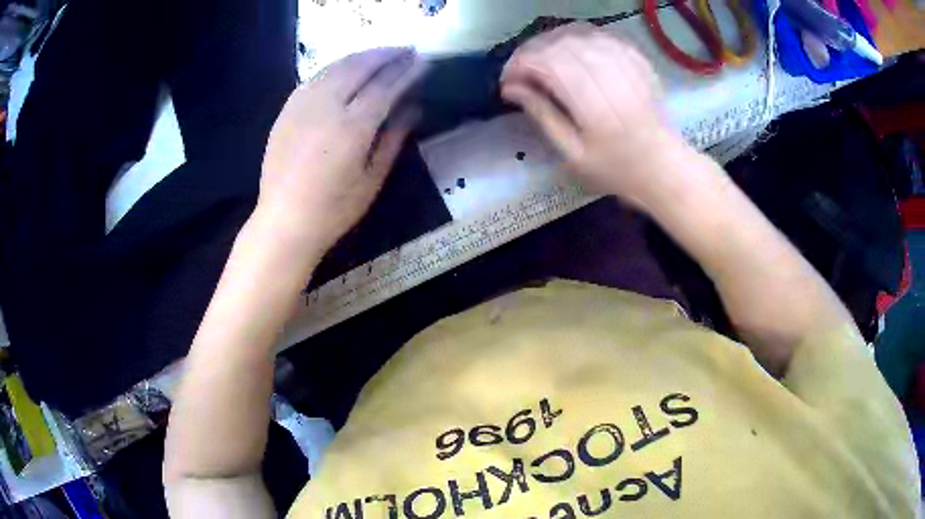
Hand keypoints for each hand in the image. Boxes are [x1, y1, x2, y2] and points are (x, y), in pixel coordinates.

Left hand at [258, 48, 423, 260]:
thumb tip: (412, 108)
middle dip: (386, 54)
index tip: (423, 62)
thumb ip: (393, 138)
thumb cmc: (333, 209)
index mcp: (352, 127)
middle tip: (406, 50)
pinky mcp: (287, 110)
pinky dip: (336, 67)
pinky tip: (346, 69)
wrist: (283, 221)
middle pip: (360, 67)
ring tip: (381, 54)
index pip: (386, 86)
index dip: (407, 71)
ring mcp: (302, 105)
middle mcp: (326, 107)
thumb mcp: (372, 179)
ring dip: (362, 56)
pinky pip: (315, 77)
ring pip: (336, 66)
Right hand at [501, 24, 687, 205]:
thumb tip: (511, 88)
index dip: (520, 64)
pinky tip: (570, 52)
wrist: (662, 166)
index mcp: (593, 104)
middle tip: (521, 72)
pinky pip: (600, 35)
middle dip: (531, 52)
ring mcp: (627, 64)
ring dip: (552, 43)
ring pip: (578, 34)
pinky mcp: (636, 60)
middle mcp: (610, 76)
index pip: (547, 62)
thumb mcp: (573, 153)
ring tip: (542, 62)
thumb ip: (543, 115)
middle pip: (560, 43)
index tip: (507, 80)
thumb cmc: (616, 168)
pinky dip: (578, 38)